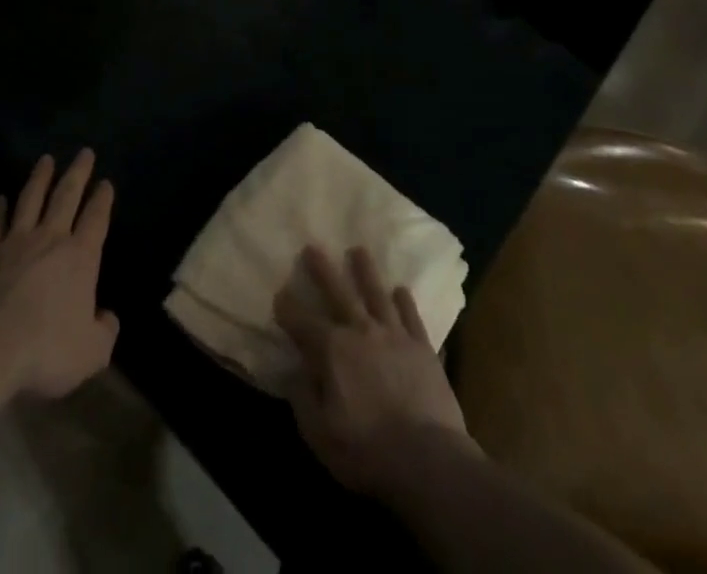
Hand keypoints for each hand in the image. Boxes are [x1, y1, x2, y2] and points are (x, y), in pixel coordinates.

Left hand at [0, 149, 118, 398]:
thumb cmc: (45, 350)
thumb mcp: (90, 352)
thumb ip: (104, 332)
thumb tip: (108, 318)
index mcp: (81, 257)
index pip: (96, 219)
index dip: (103, 200)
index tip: (106, 182)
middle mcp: (50, 239)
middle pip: (66, 196)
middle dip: (78, 173)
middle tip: (84, 152)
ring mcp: (15, 242)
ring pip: (31, 199)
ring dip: (40, 178)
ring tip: (46, 159)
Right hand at [274, 245, 477, 498]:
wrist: (428, 460)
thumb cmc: (367, 450)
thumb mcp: (320, 434)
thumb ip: (303, 399)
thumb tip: (295, 372)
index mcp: (333, 350)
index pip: (302, 322)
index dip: (287, 308)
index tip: (279, 294)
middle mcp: (361, 331)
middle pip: (339, 292)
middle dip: (323, 270)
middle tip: (313, 246)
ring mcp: (395, 336)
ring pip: (377, 294)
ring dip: (366, 271)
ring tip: (359, 250)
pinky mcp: (423, 348)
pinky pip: (411, 316)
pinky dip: (405, 301)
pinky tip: (401, 290)